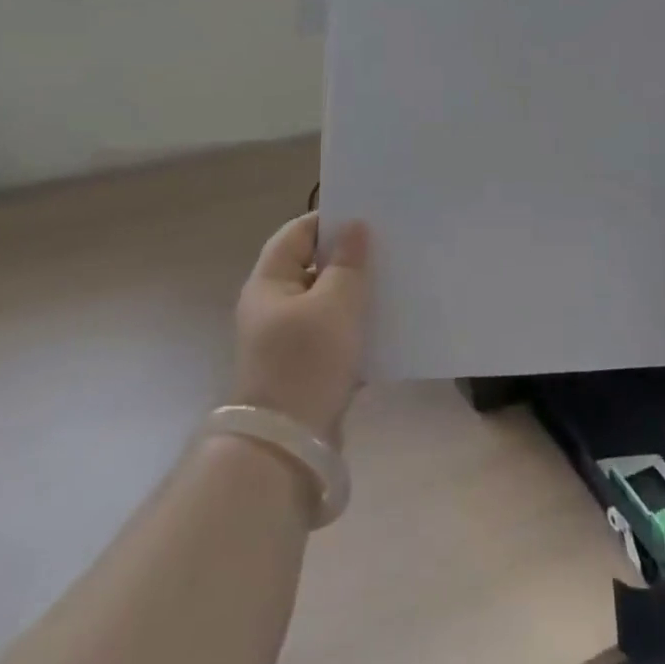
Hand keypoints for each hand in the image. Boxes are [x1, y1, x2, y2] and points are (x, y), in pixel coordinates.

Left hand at [231, 214, 370, 443]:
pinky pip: (334, 333)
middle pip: (313, 265)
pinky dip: (356, 326)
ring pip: (327, 301)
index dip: (331, 221)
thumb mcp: (334, 305)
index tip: (370, 218)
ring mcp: (287, 338)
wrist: (287, 445)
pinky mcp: (305, 366)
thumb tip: (354, 226)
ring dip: (356, 292)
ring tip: (395, 282)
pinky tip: (387, 325)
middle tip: (390, 248)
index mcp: (270, 282)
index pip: (298, 232)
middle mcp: (274, 305)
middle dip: (350, 257)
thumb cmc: (307, 363)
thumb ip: (347, 263)